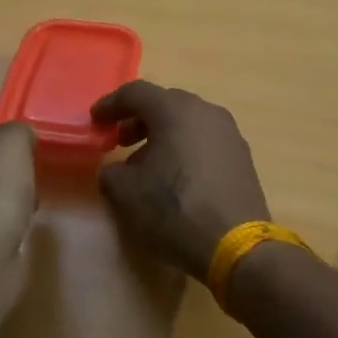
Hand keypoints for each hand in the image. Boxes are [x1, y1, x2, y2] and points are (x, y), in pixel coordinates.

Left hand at [0, 105, 36, 255]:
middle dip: (5, 151)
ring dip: (4, 181)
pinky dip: (0, 207)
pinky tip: (19, 215)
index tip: (31, 129)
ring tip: (29, 189)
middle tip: (31, 159)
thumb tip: (18, 139)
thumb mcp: (12, 143)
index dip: (6, 115)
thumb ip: (18, 129)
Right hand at [91, 82, 270, 276]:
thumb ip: (111, 173)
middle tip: (120, 141)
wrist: (235, 245)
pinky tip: (175, 178)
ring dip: (163, 136)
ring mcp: (229, 134)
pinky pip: (205, 142)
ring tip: (145, 164)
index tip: (95, 121)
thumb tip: (116, 170)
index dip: (111, 105)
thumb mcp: (126, 193)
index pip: (136, 93)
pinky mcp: (242, 158)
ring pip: (188, 123)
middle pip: (165, 104)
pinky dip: (185, 150)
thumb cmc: (174, 209)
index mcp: (175, 110)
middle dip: (139, 119)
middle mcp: (206, 112)